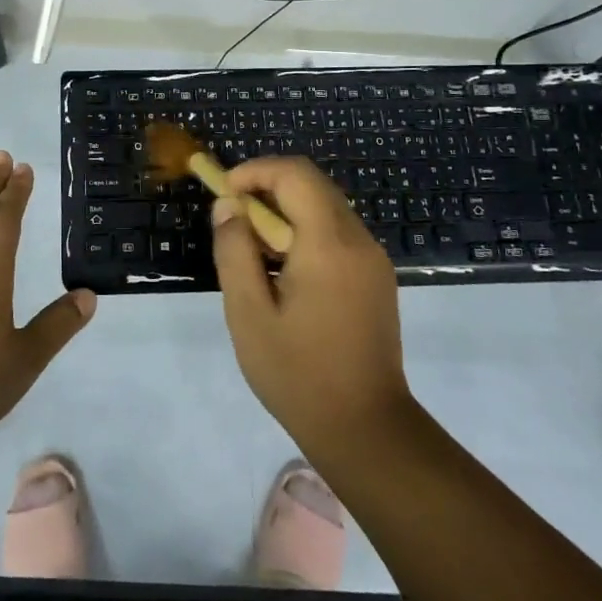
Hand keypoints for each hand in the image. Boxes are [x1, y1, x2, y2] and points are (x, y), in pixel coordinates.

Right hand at [210, 157, 413, 453]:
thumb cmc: (299, 374)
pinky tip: (283, 271)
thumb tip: (228, 207)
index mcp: (329, 245)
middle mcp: (359, 241)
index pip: (295, 174)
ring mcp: (373, 260)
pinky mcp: (377, 278)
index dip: (255, 171)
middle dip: (267, 188)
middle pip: (312, 185)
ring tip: (253, 248)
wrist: (366, 430)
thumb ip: (235, 251)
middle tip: (233, 219)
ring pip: (325, 207)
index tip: (224, 193)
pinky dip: (305, 232)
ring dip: (285, 211)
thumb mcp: (249, 314)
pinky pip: (337, 233)